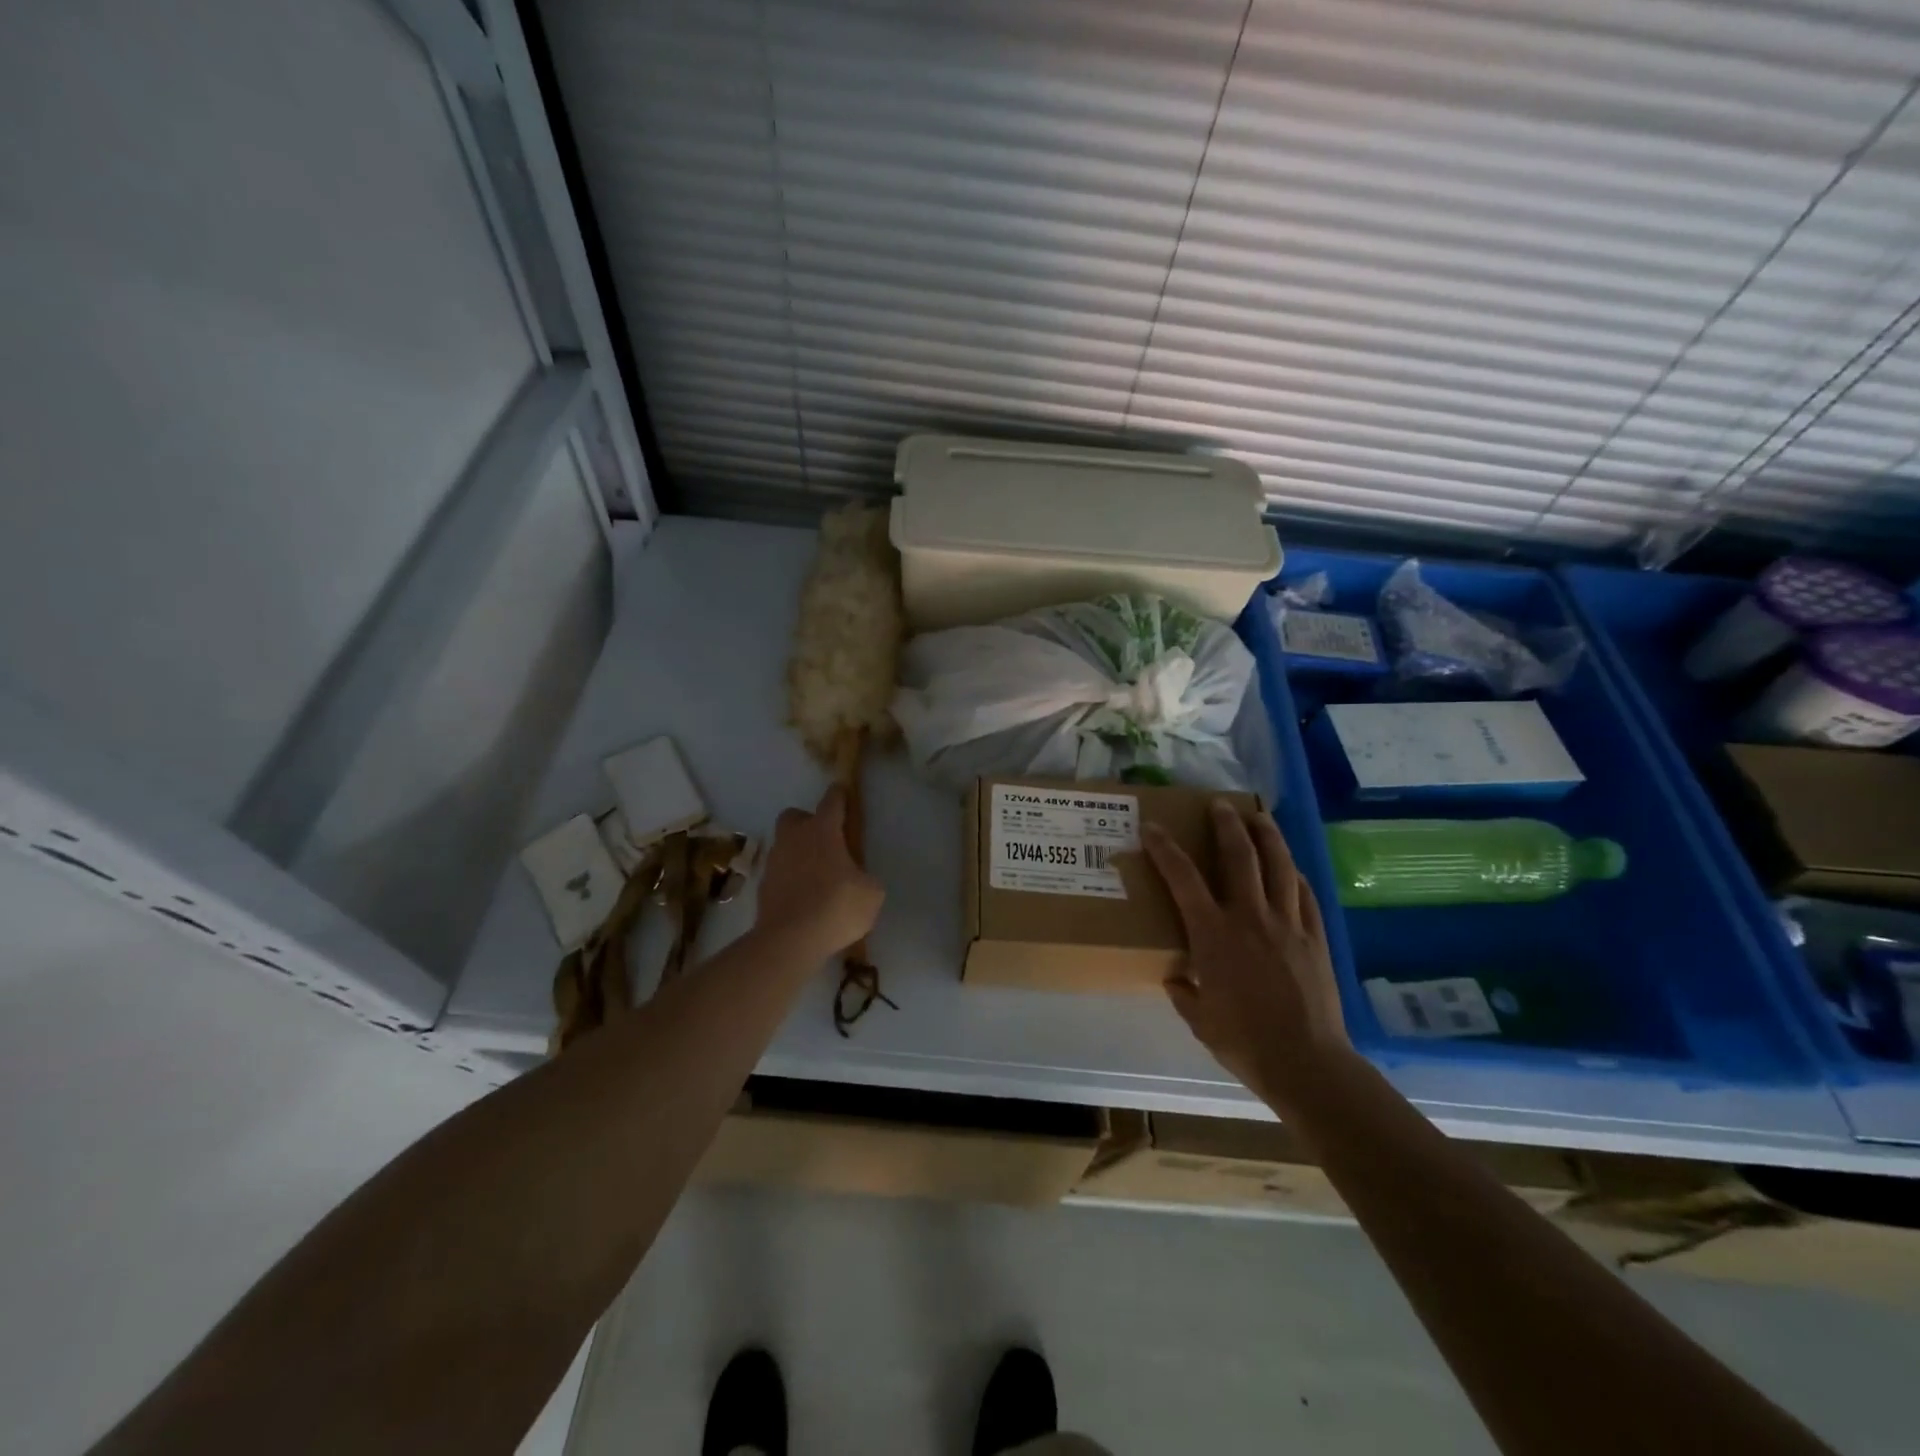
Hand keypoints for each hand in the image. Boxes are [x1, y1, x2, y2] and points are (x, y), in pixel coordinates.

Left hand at [755, 786, 883, 956]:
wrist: (789, 940)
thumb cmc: (836, 907)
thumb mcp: (871, 893)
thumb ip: (865, 878)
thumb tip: (858, 879)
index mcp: (823, 830)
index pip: (832, 800)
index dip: (840, 795)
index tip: (844, 793)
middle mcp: (794, 838)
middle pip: (795, 816)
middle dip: (808, 822)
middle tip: (825, 841)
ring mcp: (774, 861)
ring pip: (785, 845)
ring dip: (798, 853)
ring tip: (817, 876)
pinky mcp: (763, 886)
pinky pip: (780, 873)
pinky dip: (790, 879)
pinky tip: (804, 898)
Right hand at [1144, 800, 1353, 1116]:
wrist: (1305, 1062)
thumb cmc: (1242, 1040)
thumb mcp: (1198, 1017)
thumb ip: (1183, 991)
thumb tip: (1176, 977)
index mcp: (1213, 934)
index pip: (1183, 878)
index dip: (1164, 848)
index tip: (1152, 827)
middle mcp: (1250, 917)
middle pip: (1239, 856)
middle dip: (1226, 824)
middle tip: (1219, 804)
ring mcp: (1288, 924)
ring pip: (1279, 865)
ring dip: (1267, 835)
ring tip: (1259, 816)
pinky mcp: (1315, 938)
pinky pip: (1305, 895)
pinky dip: (1295, 875)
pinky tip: (1292, 868)